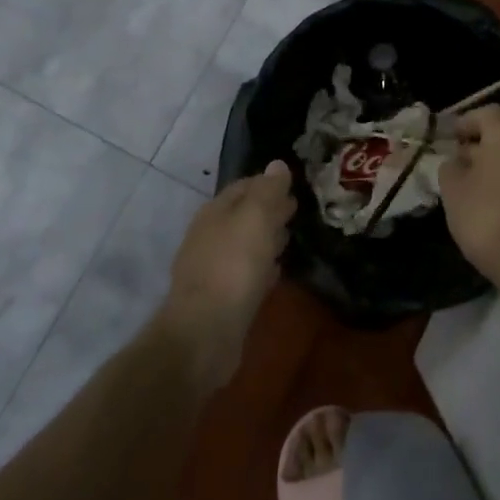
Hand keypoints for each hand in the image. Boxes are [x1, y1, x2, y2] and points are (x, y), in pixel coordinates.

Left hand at [158, 161, 294, 389]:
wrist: (204, 334)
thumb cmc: (233, 266)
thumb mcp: (256, 218)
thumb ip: (268, 191)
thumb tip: (278, 165)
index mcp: (215, 212)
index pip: (244, 186)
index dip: (268, 184)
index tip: (293, 186)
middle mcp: (209, 236)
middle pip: (243, 215)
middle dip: (268, 210)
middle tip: (295, 210)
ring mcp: (211, 269)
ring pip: (244, 244)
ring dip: (265, 238)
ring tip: (289, 237)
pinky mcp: (220, 299)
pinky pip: (245, 274)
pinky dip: (261, 267)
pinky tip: (275, 271)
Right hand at [439, 105, 499, 288]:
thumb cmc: (487, 216)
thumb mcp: (453, 191)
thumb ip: (451, 169)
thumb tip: (458, 162)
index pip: (488, 113)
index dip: (467, 121)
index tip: (450, 138)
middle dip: (481, 148)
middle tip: (458, 166)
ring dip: (497, 169)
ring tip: (473, 191)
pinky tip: (494, 209)